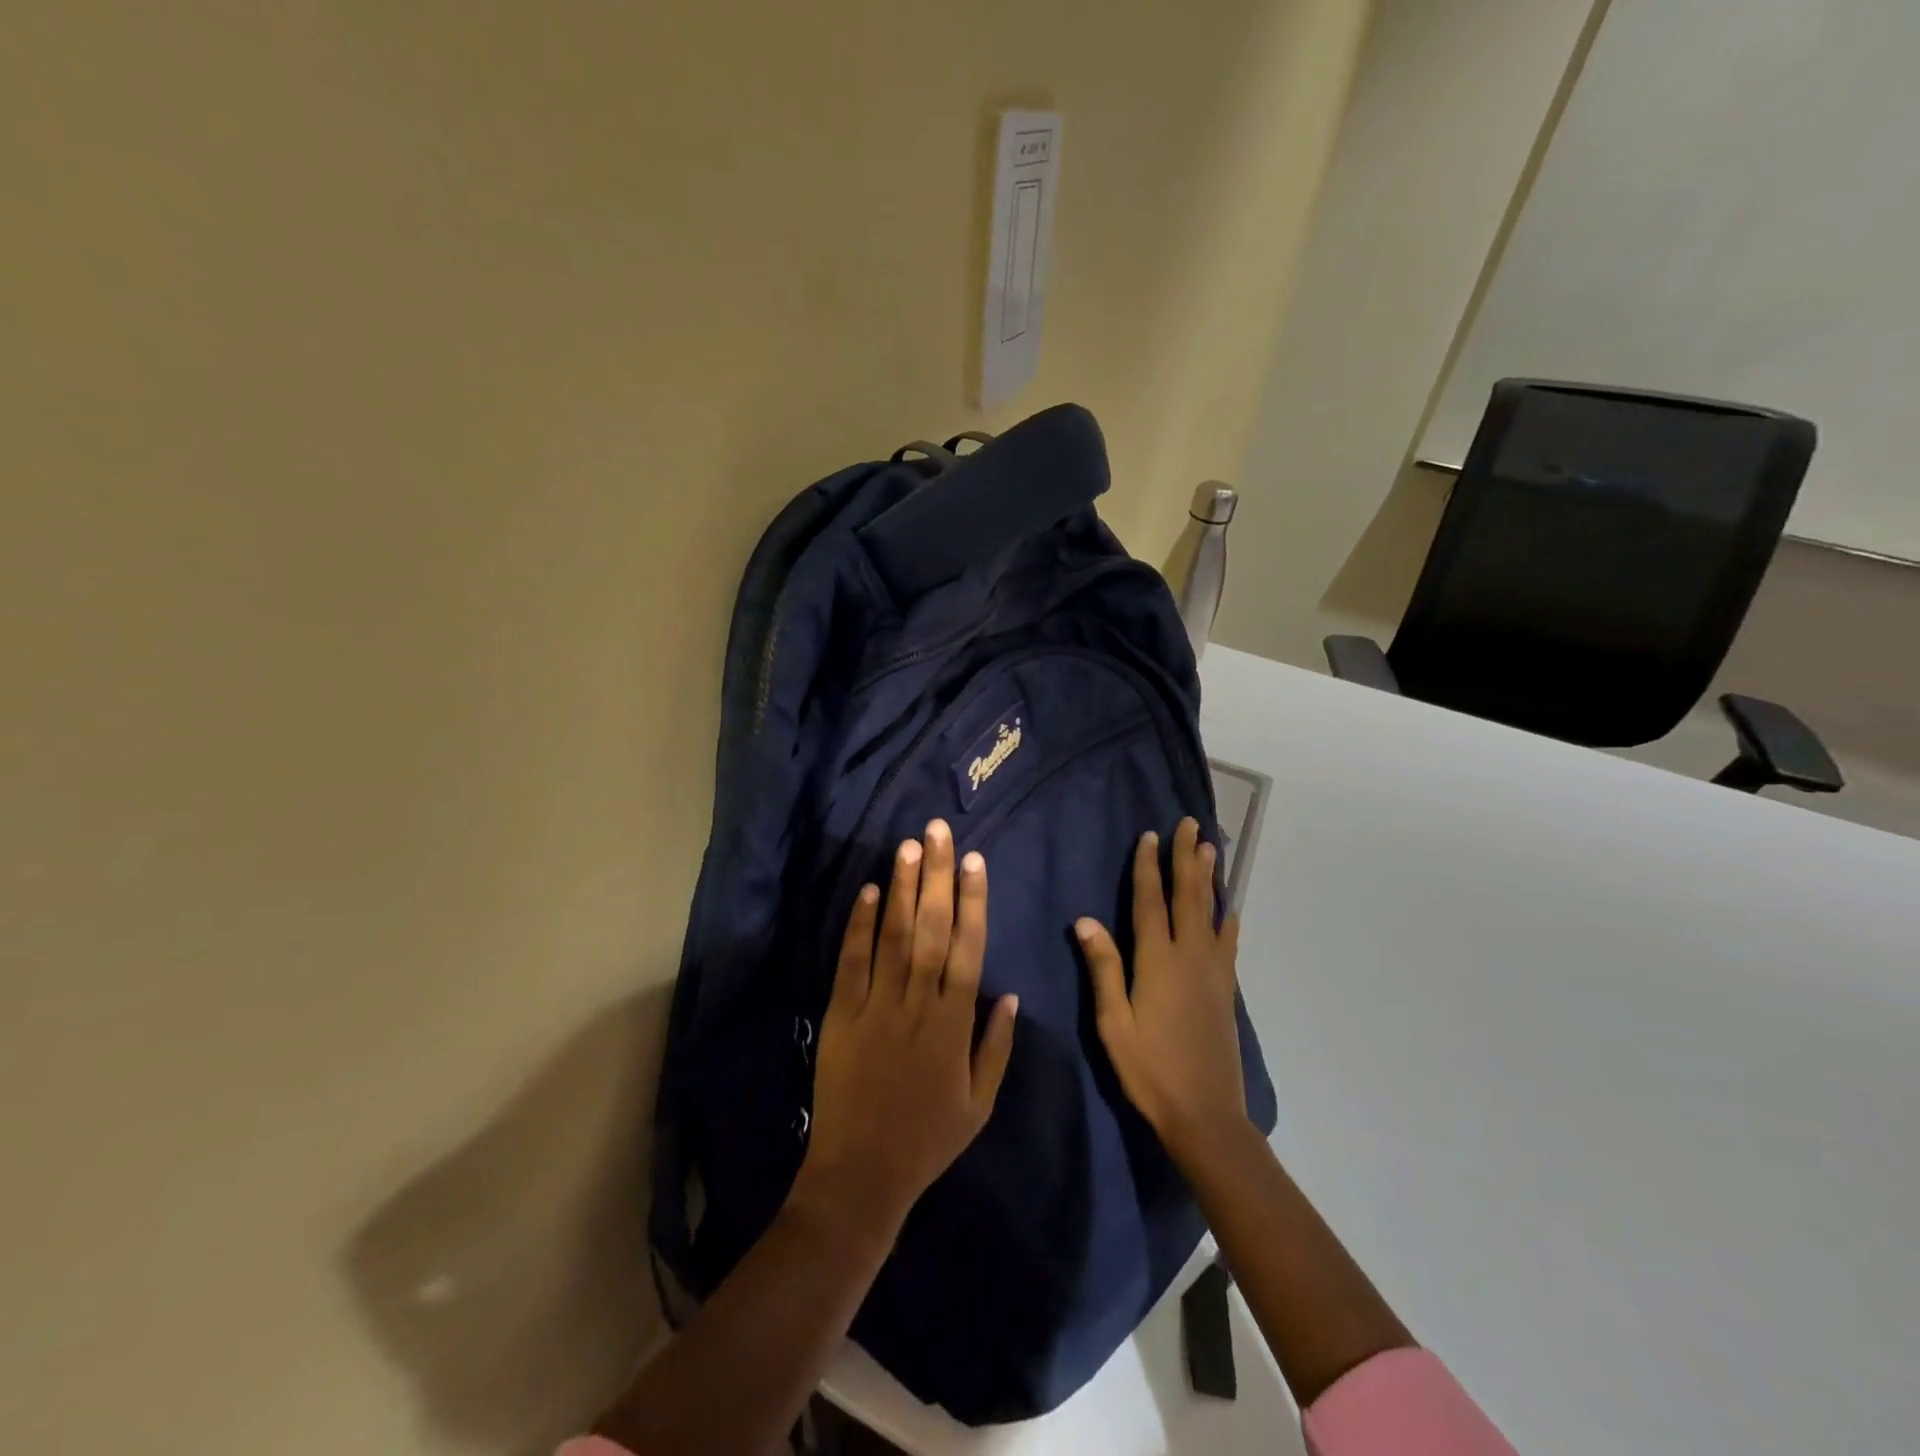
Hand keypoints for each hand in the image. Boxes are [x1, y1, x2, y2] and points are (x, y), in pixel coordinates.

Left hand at [792, 820, 1019, 1238]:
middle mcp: (917, 1004)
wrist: (860, 1175)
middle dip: (936, 876)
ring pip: (894, 935)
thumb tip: (1009, 994)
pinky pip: (852, 961)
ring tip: (908, 846)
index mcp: (953, 1024)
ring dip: (903, 888)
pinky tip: (868, 891)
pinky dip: (859, 925)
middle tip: (937, 831)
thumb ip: (996, 1047)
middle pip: (932, 928)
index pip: (968, 948)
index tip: (974, 861)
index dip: (973, 901)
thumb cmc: (927, 1140)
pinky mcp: (840, 1014)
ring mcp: (876, 1006)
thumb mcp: (979, 1104)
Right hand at [1077, 818, 1246, 1157]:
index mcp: (1157, 960)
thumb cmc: (1150, 1069)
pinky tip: (1230, 908)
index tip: (1151, 835)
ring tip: (1211, 849)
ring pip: (1212, 912)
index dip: (1149, 867)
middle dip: (1186, 858)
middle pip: (1187, 896)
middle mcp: (1189, 956)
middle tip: (1191, 824)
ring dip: (1209, 878)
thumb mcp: (1114, 1022)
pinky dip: (1228, 917)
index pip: (1150, 901)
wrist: (1206, 1114)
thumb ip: (1103, 968)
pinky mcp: (1225, 989)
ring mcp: (1213, 971)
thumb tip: (1085, 920)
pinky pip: (1228, 941)